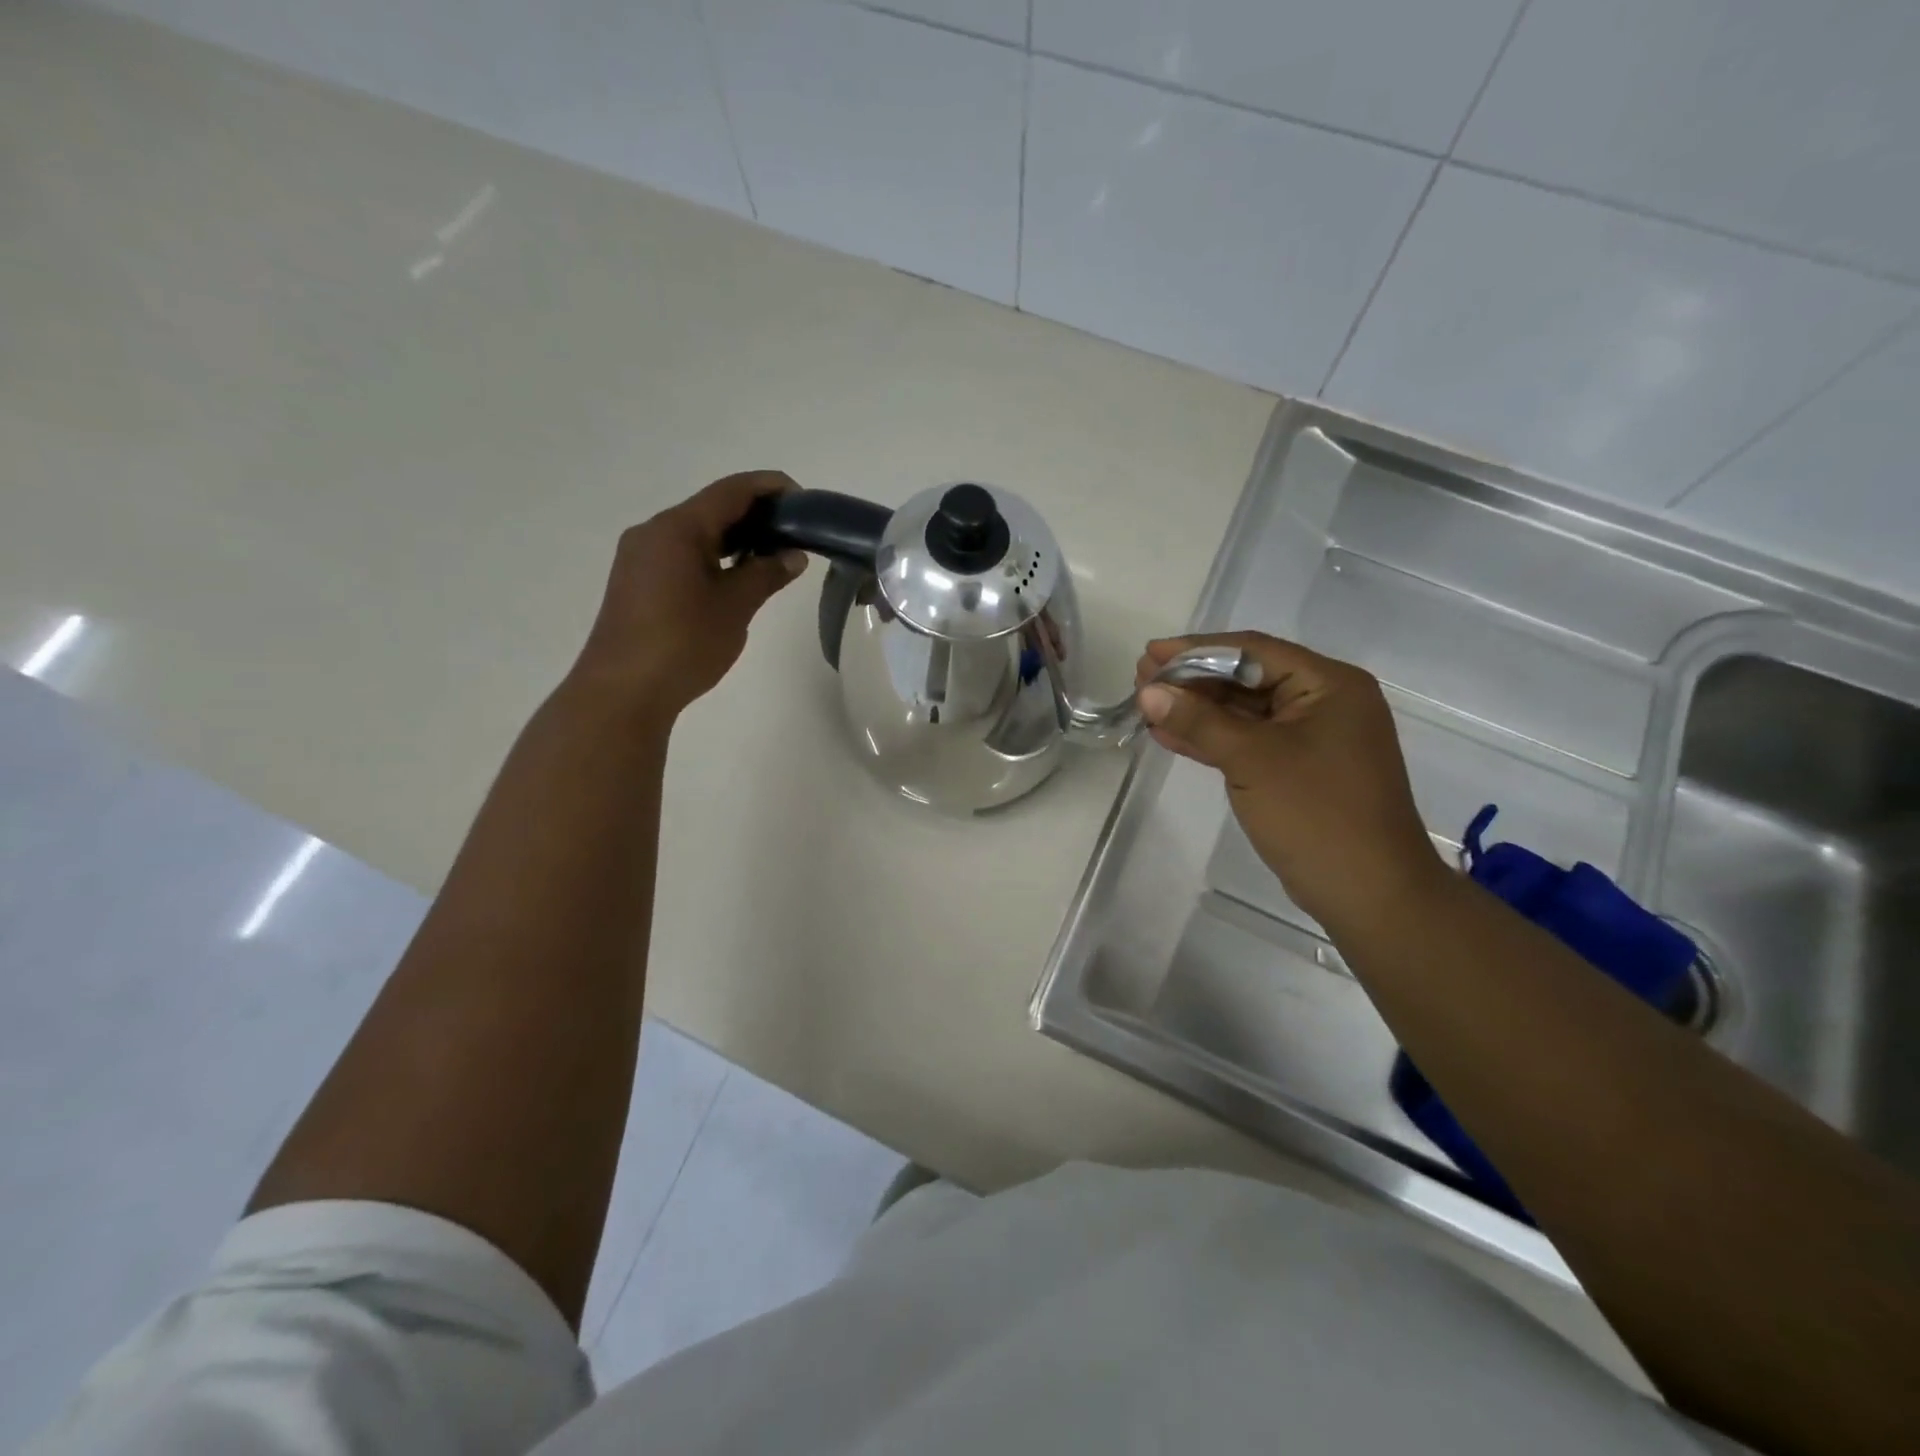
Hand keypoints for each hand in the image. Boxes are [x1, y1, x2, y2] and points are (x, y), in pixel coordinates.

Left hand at [569, 472, 808, 722]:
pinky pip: (681, 555)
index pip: (731, 491)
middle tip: (794, 533)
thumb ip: (766, 574)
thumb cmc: (683, 643)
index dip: (770, 487)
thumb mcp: (735, 607)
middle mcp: (653, 532)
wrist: (623, 691)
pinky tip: (736, 578)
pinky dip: (713, 557)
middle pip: (711, 509)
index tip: (804, 501)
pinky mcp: (636, 582)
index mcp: (677, 528)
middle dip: (755, 516)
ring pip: (695, 534)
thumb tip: (793, 555)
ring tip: (772, 557)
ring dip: (734, 539)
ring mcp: (640, 557)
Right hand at [1135, 632, 1445, 928]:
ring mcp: (1312, 738)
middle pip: (1247, 678)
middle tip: (1141, 678)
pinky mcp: (1297, 769)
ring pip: (1244, 712)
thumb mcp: (1252, 759)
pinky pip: (1248, 741)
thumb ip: (1198, 721)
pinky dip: (1212, 738)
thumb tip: (1148, 692)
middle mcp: (1324, 702)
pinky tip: (1169, 736)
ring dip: (1196, 709)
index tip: (1150, 654)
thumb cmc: (1316, 813)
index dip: (1196, 650)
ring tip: (1147, 703)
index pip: (1253, 651)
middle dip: (1193, 680)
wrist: (1368, 893)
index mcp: (1329, 684)